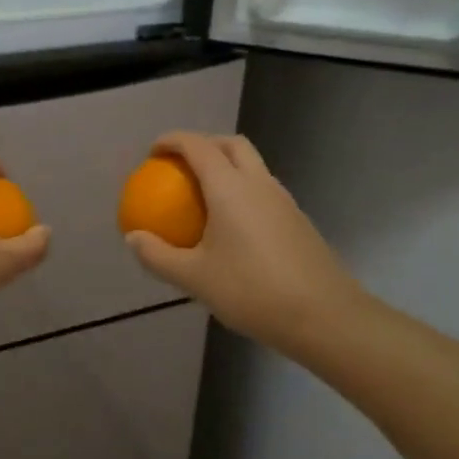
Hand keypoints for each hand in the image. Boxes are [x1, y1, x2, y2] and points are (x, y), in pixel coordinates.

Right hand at [124, 132, 366, 350]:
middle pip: (231, 144)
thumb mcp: (194, 279)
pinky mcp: (298, 220)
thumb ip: (158, 256)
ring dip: (226, 166)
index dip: (172, 141)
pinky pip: (263, 189)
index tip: (152, 152)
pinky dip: (242, 190)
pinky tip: (232, 226)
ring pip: (252, 165)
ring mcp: (283, 200)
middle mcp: (258, 183)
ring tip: (204, 195)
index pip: (197, 145)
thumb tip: (133, 238)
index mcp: (229, 187)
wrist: (326, 317)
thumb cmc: (253, 291)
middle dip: (203, 144)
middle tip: (180, 166)